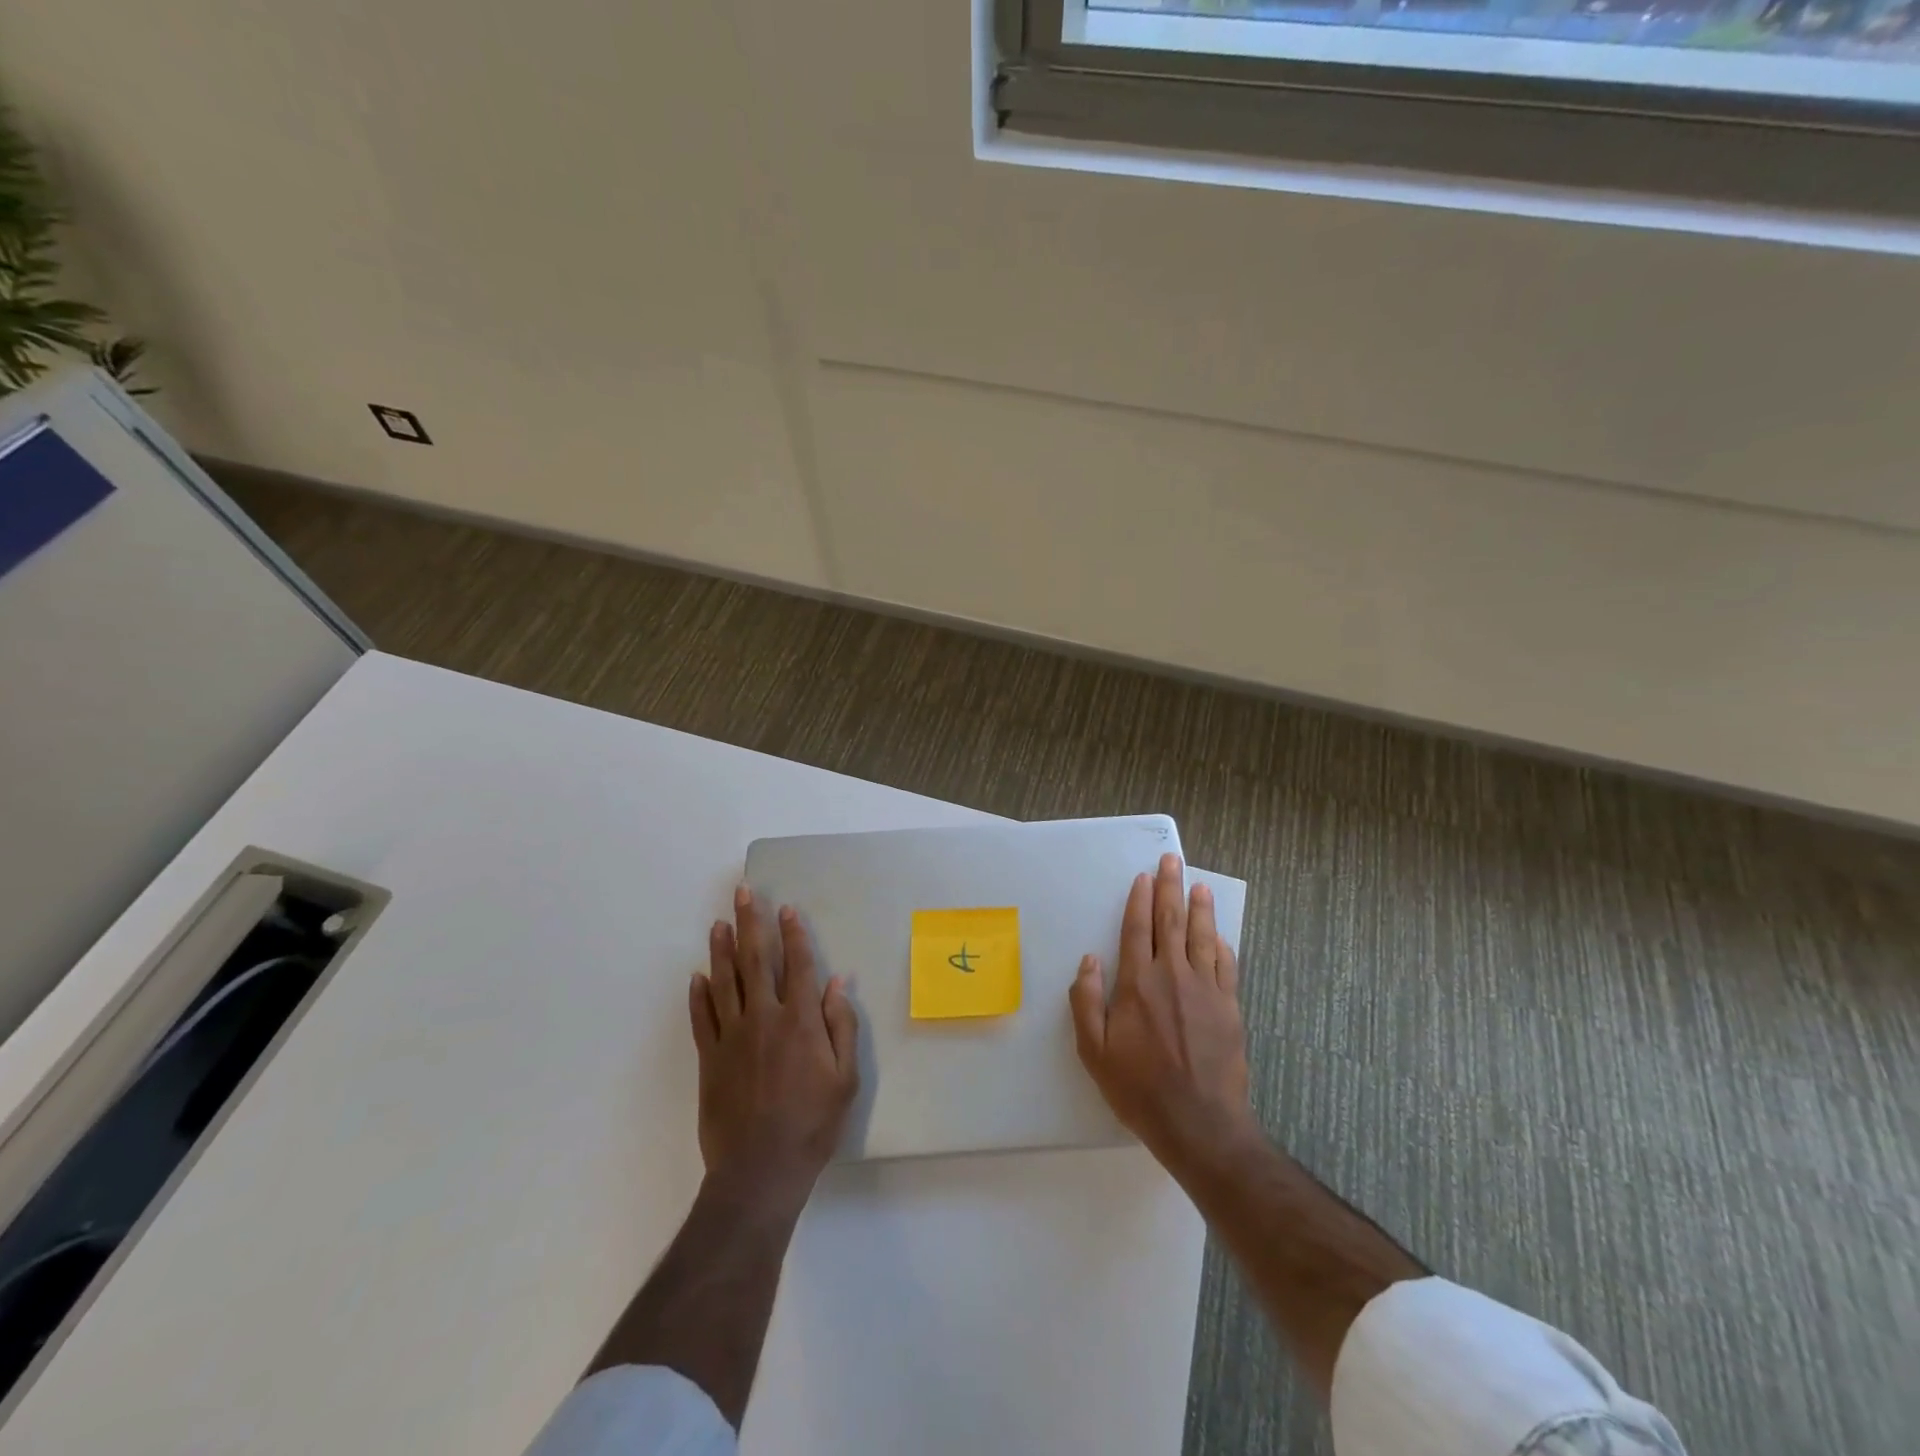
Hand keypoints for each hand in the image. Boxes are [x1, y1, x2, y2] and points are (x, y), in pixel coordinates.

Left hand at [689, 886, 859, 1208]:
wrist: (760, 1171)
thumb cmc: (812, 1124)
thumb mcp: (845, 1078)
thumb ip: (841, 1026)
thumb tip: (838, 982)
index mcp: (800, 1021)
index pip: (798, 965)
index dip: (793, 934)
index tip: (787, 908)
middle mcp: (764, 1018)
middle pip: (757, 960)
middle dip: (751, 922)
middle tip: (744, 893)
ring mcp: (732, 1037)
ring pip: (725, 982)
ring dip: (722, 950)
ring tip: (719, 923)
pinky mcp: (710, 1059)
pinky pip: (702, 1019)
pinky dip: (698, 995)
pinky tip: (696, 976)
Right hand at [1069, 853, 1257, 1173]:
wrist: (1200, 1123)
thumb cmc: (1139, 1088)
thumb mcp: (1095, 1051)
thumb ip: (1087, 1002)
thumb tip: (1089, 961)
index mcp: (1138, 984)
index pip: (1138, 929)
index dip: (1140, 900)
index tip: (1143, 877)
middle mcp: (1173, 976)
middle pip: (1172, 922)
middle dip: (1171, 888)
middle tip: (1173, 861)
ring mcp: (1206, 990)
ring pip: (1203, 937)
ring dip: (1200, 908)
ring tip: (1200, 885)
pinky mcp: (1229, 1007)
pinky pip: (1226, 967)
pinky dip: (1222, 946)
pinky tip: (1221, 936)